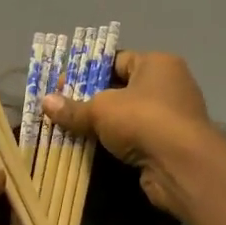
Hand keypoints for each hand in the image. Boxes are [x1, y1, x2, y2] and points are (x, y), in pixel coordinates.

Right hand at [42, 51, 220, 218]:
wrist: (181, 164)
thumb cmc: (143, 120)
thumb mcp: (100, 109)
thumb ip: (73, 107)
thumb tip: (44, 102)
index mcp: (157, 63)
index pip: (117, 60)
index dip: (88, 71)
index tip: (62, 84)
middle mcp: (169, 85)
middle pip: (121, 88)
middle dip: (92, 99)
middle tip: (62, 108)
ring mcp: (171, 116)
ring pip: (127, 116)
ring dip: (103, 124)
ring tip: (71, 129)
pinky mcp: (169, 145)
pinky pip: (135, 138)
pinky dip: (116, 143)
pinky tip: (93, 149)